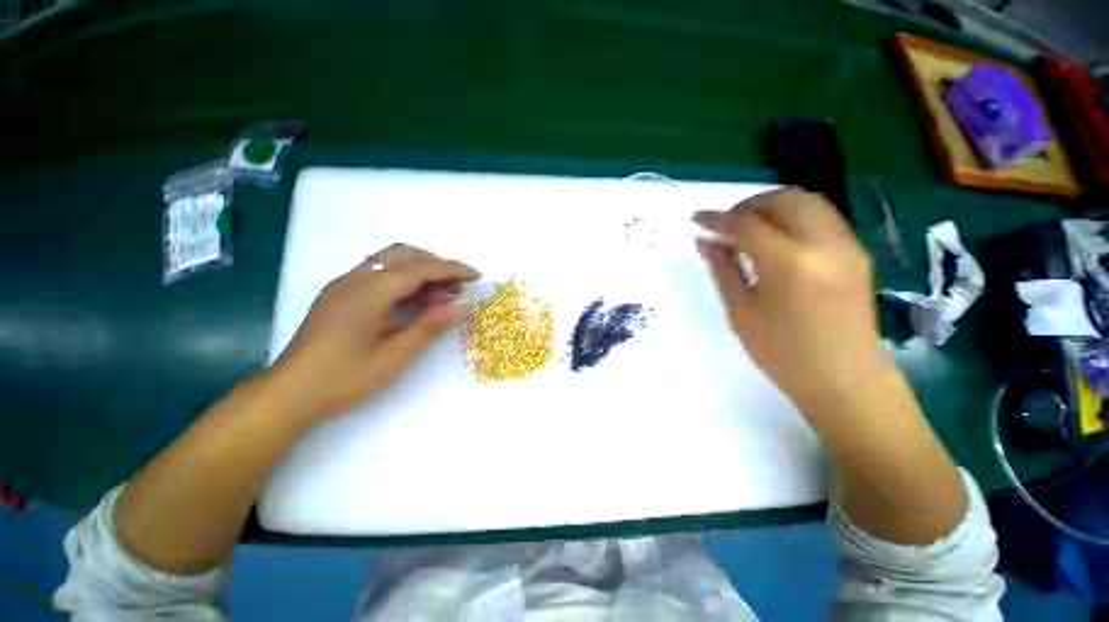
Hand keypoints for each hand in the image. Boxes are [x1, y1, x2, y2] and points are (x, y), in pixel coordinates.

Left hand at [265, 244, 479, 423]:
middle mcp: (354, 279)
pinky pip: (378, 273)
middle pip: (404, 254)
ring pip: (389, 261)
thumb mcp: (394, 356)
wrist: (288, 394)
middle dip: (436, 265)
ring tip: (439, 295)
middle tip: (457, 286)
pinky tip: (412, 301)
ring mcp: (343, 284)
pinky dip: (402, 279)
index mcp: (368, 292)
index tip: (476, 276)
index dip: (452, 269)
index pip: (420, 268)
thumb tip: (463, 307)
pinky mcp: (339, 294)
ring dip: (419, 270)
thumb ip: (430, 326)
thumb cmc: (344, 378)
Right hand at [694, 188, 884, 414]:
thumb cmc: (784, 353)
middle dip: (748, 206)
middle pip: (784, 199)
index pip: (747, 225)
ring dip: (772, 207)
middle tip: (726, 226)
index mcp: (790, 263)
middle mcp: (825, 243)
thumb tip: (704, 241)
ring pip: (807, 201)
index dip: (717, 219)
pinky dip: (793, 217)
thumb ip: (723, 270)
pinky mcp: (856, 252)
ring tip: (748, 230)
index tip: (695, 218)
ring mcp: (847, 245)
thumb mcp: (742, 313)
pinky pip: (821, 217)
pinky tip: (776, 241)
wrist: (846, 380)